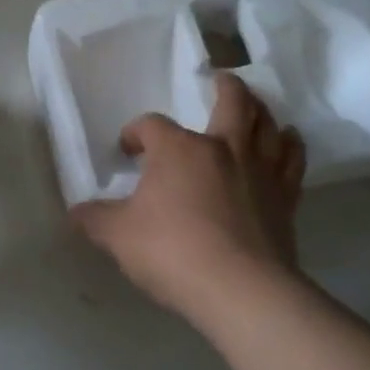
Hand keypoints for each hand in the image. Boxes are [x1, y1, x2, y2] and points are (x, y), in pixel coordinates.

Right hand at [70, 75, 306, 324]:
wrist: (241, 291)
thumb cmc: (173, 252)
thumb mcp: (118, 236)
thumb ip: (95, 219)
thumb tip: (76, 212)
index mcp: (178, 149)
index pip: (151, 125)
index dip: (136, 132)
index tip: (128, 151)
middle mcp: (222, 148)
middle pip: (231, 102)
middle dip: (225, 87)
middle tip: (220, 79)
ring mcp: (259, 171)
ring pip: (267, 125)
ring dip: (261, 110)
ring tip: (256, 106)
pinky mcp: (285, 198)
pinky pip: (293, 160)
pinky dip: (291, 146)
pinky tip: (288, 142)